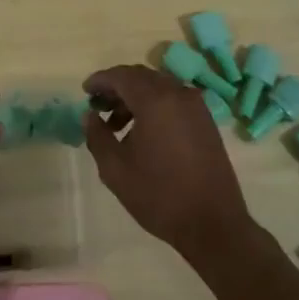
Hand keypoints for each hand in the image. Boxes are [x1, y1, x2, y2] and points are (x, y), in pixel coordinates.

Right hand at [83, 64, 254, 265]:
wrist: (213, 223)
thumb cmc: (159, 195)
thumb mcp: (115, 169)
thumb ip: (97, 136)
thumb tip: (90, 116)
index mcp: (155, 101)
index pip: (122, 76)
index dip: (100, 80)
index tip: (85, 91)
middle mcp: (178, 94)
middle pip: (141, 77)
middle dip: (117, 87)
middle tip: (98, 106)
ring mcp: (196, 107)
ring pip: (159, 88)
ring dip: (135, 98)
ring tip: (117, 125)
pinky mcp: (206, 122)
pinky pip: (174, 100)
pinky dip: (155, 106)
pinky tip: (143, 132)